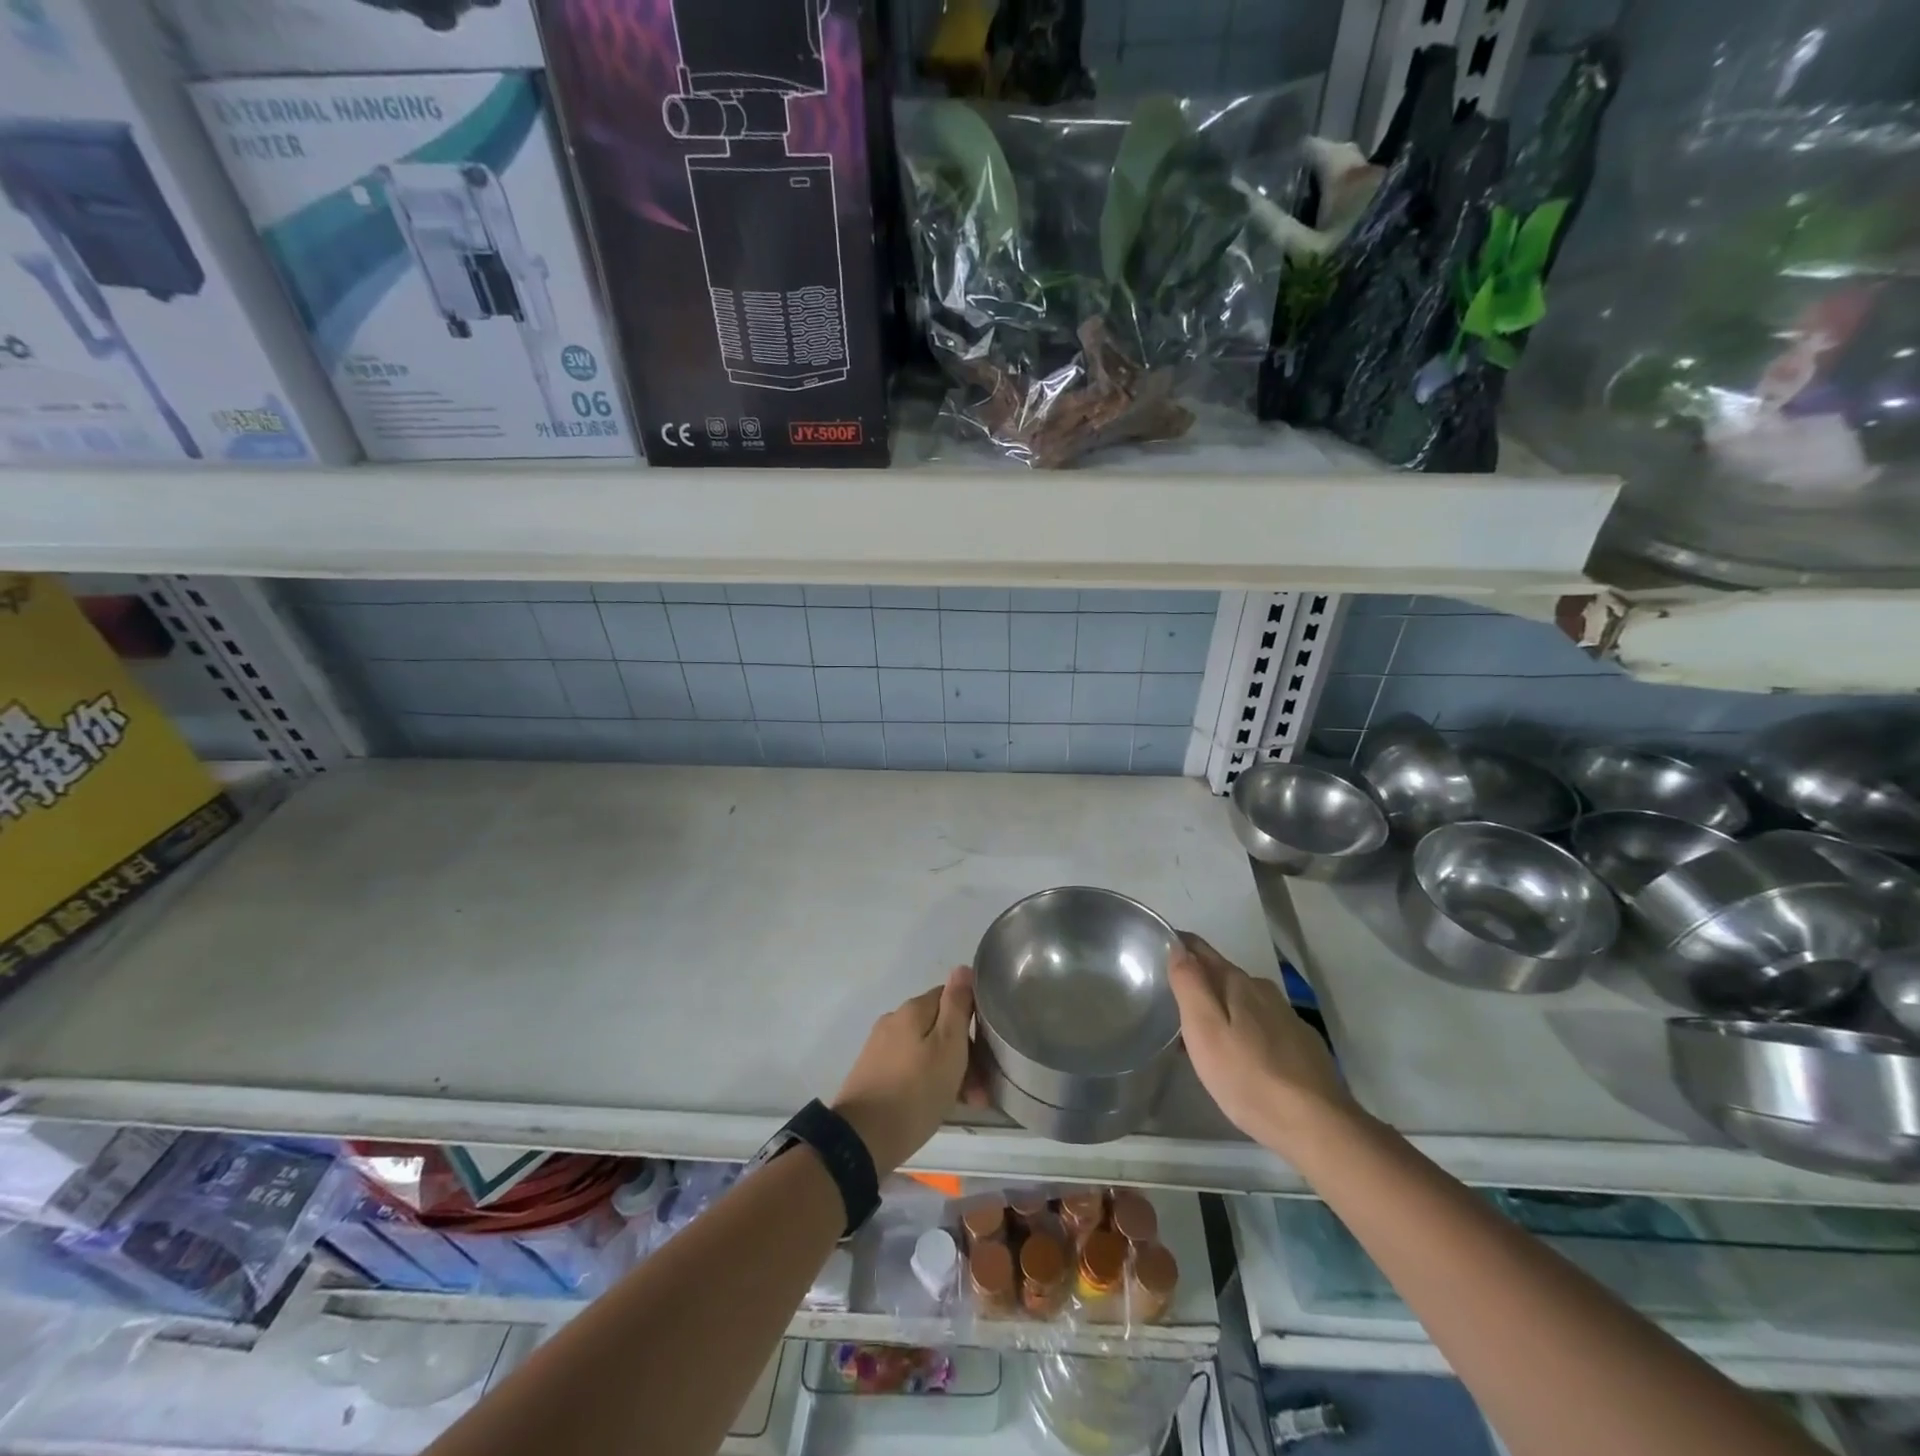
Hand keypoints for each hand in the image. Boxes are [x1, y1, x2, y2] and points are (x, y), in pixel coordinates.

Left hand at [833, 967, 977, 1176]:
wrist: (861, 1140)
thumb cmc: (915, 1093)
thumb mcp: (948, 1048)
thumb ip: (957, 1006)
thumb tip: (963, 968)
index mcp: (913, 1009)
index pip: (952, 998)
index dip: (974, 1021)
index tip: (988, 1052)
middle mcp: (894, 1020)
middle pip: (939, 1027)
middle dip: (964, 1054)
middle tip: (980, 1092)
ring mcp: (880, 1047)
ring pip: (926, 1050)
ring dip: (949, 1071)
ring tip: (967, 1105)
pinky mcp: (872, 1072)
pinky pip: (909, 1067)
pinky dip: (927, 1081)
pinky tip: (937, 1104)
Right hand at [1170, 933, 1359, 1155]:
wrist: (1317, 1126)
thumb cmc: (1248, 1076)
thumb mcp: (1205, 1030)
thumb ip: (1189, 984)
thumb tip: (1177, 946)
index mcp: (1237, 982)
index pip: (1200, 948)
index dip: (1177, 946)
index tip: (1154, 955)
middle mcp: (1263, 990)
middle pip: (1222, 976)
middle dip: (1198, 984)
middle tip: (1171, 1005)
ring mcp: (1287, 1017)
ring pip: (1243, 1003)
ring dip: (1221, 1010)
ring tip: (1201, 1038)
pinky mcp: (1302, 1044)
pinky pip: (1262, 1026)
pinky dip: (1244, 1032)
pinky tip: (1241, 1059)